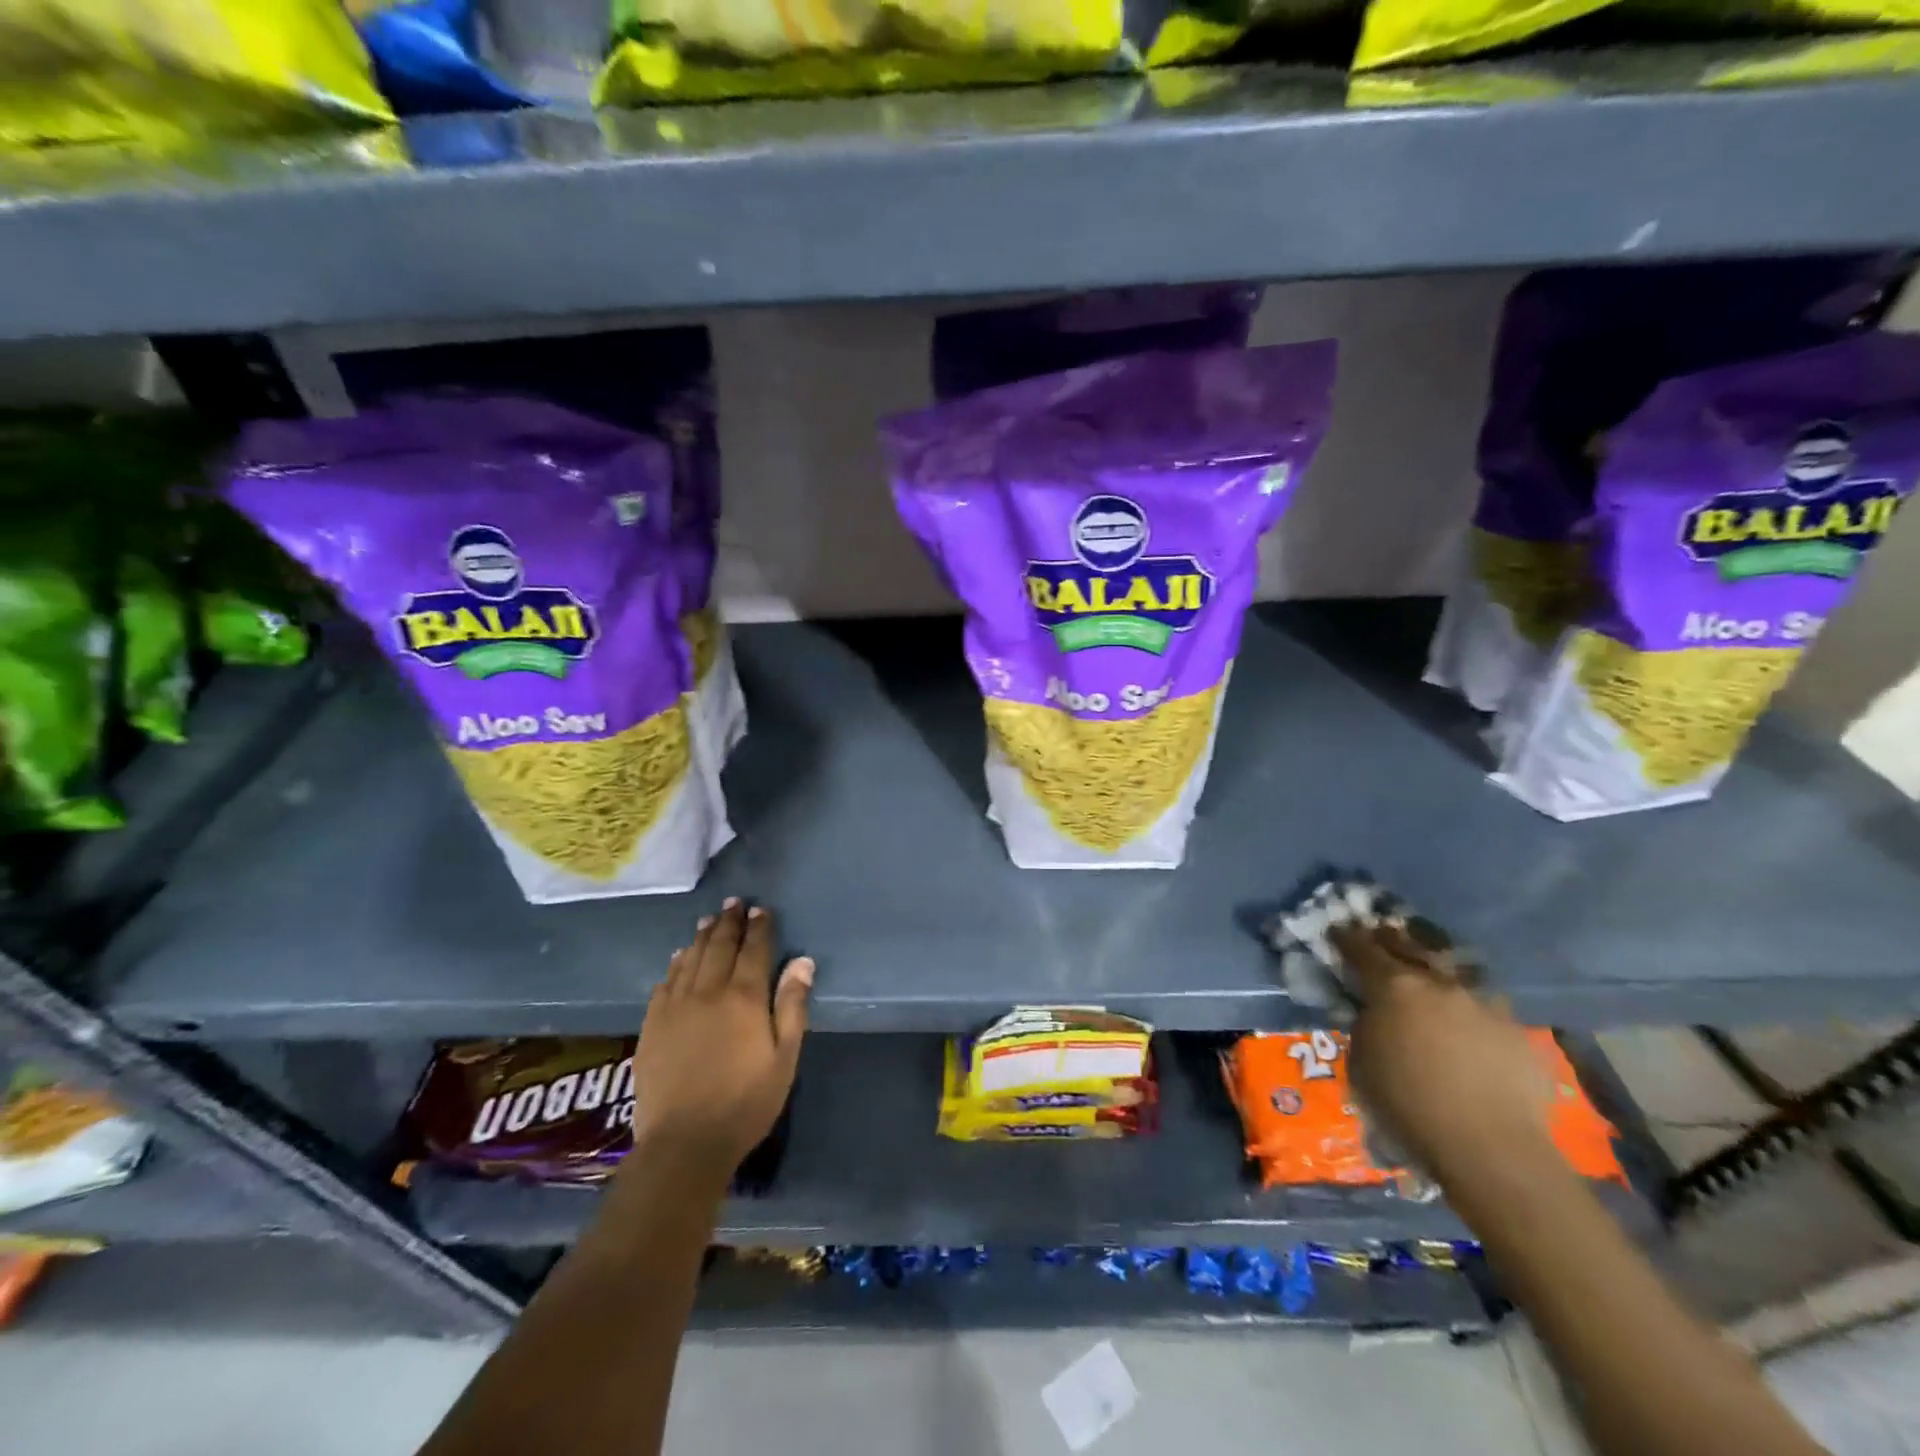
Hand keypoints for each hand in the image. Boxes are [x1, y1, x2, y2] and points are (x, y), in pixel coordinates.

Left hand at [624, 899, 812, 1199]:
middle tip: (735, 903)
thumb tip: (802, 961)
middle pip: (719, 946)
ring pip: (691, 959)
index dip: (759, 928)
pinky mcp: (652, 1024)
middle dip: (729, 922)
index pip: (754, 950)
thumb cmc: (745, 1102)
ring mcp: (675, 1006)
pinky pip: (665, 982)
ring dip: (702, 936)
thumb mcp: (784, 1057)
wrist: (684, 1142)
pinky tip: (680, 958)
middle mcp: (708, 991)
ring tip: (709, 920)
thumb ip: (792, 1006)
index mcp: (744, 997)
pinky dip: (676, 964)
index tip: (761, 910)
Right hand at [1336, 922, 1549, 1179]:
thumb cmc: (1407, 1104)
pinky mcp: (1517, 1031)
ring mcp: (1483, 1004)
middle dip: (1391, 939)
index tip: (1337, 930)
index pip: (1362, 948)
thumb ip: (1365, 1025)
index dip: (1346, 938)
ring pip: (1455, 972)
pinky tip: (1469, 1022)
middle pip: (1411, 947)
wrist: (1489, 1148)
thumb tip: (1374, 1013)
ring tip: (1431, 972)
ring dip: (1438, 968)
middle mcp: (1438, 983)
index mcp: (1393, 986)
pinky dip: (1471, 1007)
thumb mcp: (1360, 1061)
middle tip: (1380, 934)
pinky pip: (1487, 1007)